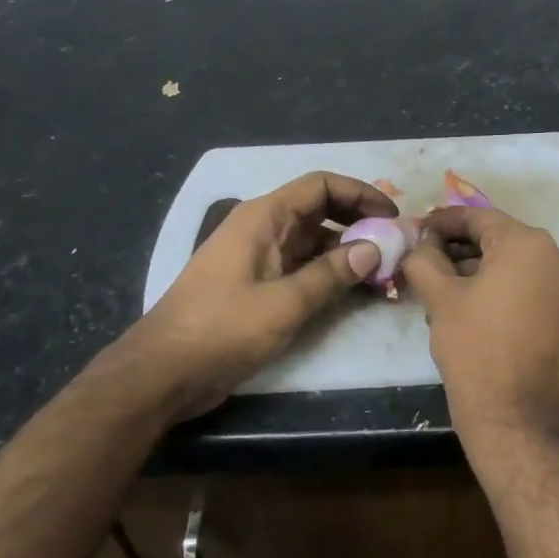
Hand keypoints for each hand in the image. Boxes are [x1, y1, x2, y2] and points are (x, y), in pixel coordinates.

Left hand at [128, 171, 394, 419]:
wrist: (165, 371)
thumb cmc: (222, 329)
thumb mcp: (284, 303)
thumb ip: (331, 274)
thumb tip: (374, 248)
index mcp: (263, 218)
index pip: (320, 186)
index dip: (360, 193)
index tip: (392, 216)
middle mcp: (262, 229)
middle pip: (320, 211)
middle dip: (359, 224)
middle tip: (394, 245)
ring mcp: (259, 258)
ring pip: (313, 242)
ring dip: (347, 253)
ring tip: (384, 273)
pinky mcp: (258, 285)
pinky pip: (302, 268)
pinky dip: (329, 274)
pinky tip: (355, 292)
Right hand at [404, 205, 558, 441]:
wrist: (516, 418)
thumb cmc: (474, 349)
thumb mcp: (439, 298)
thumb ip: (425, 258)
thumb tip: (421, 242)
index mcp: (528, 244)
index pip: (478, 217)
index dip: (443, 222)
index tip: (417, 230)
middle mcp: (558, 257)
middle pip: (499, 240)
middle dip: (460, 248)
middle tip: (426, 261)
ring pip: (515, 266)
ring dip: (479, 271)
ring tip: (442, 290)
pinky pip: (531, 288)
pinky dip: (502, 289)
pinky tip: (473, 309)